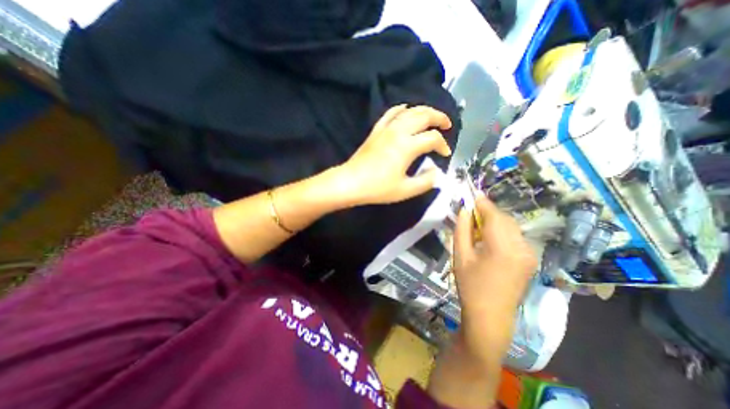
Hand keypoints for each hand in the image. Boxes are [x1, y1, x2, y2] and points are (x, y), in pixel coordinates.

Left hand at [336, 104, 450, 205]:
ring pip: (408, 111)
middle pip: (423, 115)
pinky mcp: (376, 130)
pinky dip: (401, 109)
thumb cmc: (378, 188)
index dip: (443, 145)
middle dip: (439, 118)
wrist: (350, 183)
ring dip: (424, 110)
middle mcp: (398, 132)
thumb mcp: (405, 190)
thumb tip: (436, 172)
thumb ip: (425, 182)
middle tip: (447, 125)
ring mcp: (386, 129)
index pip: (433, 138)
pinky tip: (406, 109)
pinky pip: (390, 113)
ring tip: (432, 116)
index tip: (445, 154)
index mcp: (407, 146)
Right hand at [455, 196, 536, 366]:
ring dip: (495, 222)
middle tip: (470, 214)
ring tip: (478, 228)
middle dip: (488, 212)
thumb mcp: (460, 256)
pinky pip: (516, 236)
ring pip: (511, 226)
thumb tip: (464, 210)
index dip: (482, 203)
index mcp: (503, 247)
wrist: (491, 316)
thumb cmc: (470, 286)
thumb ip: (462, 229)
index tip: (471, 195)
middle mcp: (522, 247)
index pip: (494, 215)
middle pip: (505, 219)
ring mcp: (530, 254)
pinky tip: (490, 240)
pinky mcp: (530, 260)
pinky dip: (502, 231)